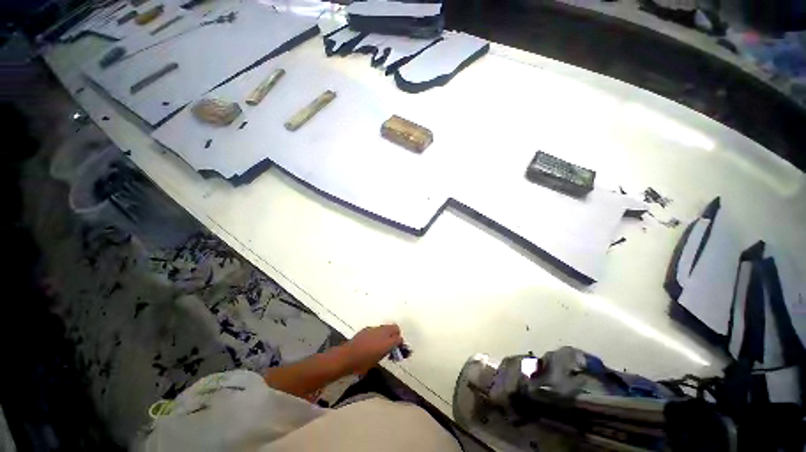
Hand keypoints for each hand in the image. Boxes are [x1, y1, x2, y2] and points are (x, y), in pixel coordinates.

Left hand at [342, 324, 402, 373]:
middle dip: (395, 334)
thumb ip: (386, 352)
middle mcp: (382, 332)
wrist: (347, 357)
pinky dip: (378, 333)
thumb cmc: (363, 363)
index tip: (397, 350)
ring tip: (381, 344)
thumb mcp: (377, 360)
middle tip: (391, 345)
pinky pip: (376, 329)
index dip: (399, 344)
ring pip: (385, 327)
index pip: (399, 338)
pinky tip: (371, 342)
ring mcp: (374, 329)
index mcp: (387, 342)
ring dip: (386, 333)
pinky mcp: (367, 328)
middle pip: (394, 328)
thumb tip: (390, 349)